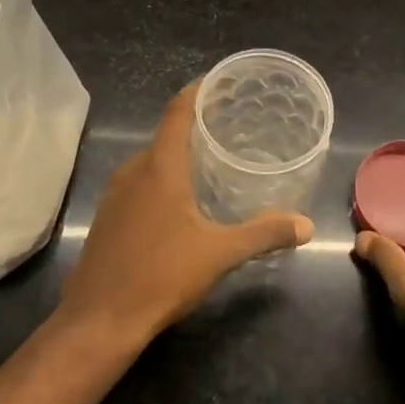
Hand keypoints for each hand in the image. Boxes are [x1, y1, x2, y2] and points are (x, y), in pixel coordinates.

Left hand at [62, 83, 313, 343]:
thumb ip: (264, 233)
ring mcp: (114, 195)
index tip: (219, 81)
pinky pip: (138, 183)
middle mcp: (133, 172)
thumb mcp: (220, 253)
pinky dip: (161, 179)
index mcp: (160, 167)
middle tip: (230, 127)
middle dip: (196, 127)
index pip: (177, 112)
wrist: (98, 321)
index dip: (197, 91)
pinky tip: (181, 201)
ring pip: (150, 162)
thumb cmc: (161, 275)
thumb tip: (306, 225)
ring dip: (178, 157)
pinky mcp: (107, 218)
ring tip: (211, 162)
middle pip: (165, 136)